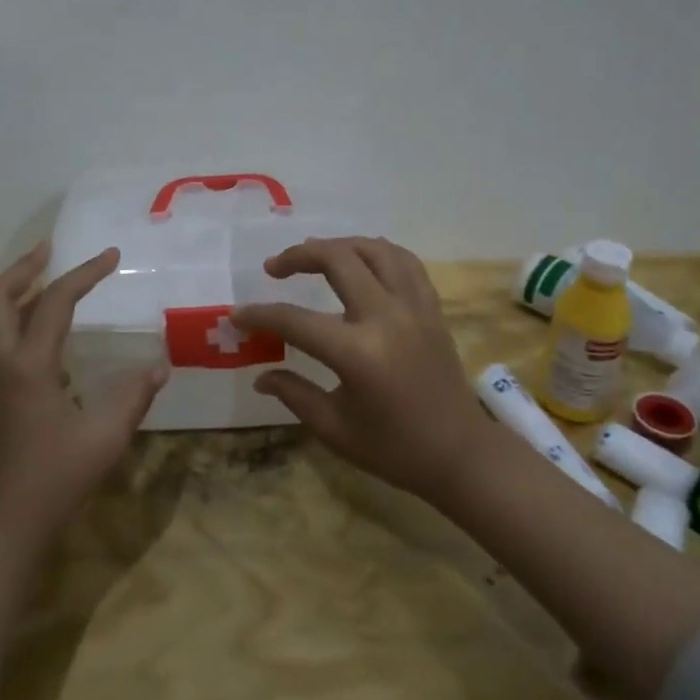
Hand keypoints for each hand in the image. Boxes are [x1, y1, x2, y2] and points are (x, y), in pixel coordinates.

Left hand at [0, 243, 167, 547]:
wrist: (2, 528)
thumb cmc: (54, 481)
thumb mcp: (105, 438)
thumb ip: (134, 397)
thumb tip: (160, 366)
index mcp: (29, 366)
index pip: (55, 303)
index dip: (85, 274)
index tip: (112, 256)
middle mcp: (1, 365)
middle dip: (24, 268)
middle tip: (52, 250)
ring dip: (15, 292)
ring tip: (47, 281)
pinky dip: (14, 319)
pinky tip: (43, 334)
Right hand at [234, 237, 497, 506]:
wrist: (461, 454)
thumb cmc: (394, 449)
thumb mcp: (335, 428)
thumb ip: (294, 394)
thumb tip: (260, 376)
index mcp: (357, 353)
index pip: (295, 321)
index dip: (261, 315)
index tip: (238, 315)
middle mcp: (386, 317)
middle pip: (337, 260)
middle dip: (298, 256)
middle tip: (274, 268)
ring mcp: (414, 307)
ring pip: (374, 250)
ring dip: (339, 245)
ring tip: (315, 255)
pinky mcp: (432, 308)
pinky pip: (405, 261)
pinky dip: (378, 251)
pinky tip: (361, 259)